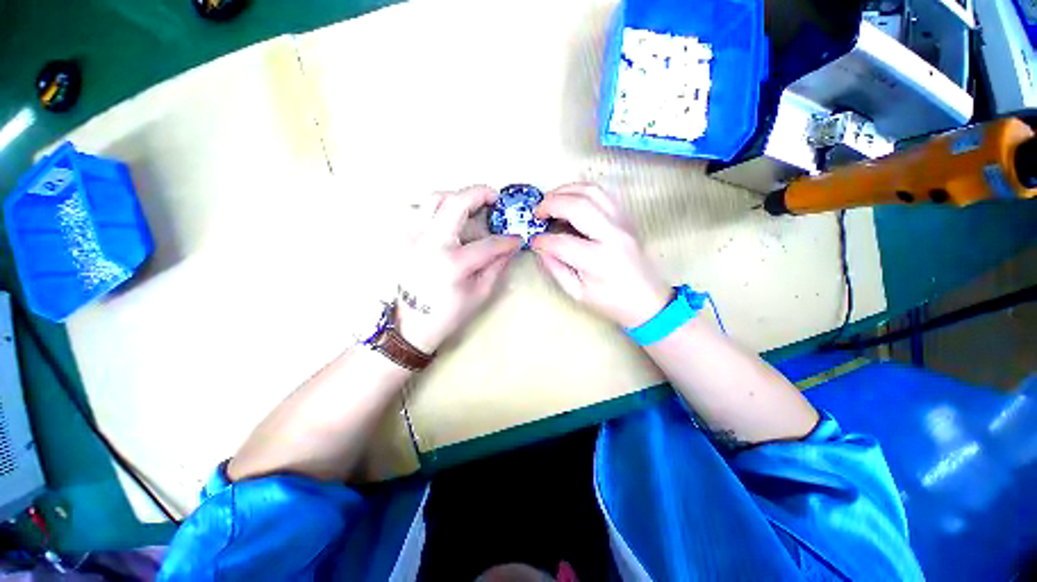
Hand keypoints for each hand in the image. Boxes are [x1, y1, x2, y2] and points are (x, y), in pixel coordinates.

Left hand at [395, 186, 522, 352]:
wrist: (412, 325)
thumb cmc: (449, 313)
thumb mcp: (480, 293)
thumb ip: (496, 265)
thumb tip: (509, 246)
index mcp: (453, 263)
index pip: (488, 243)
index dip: (507, 239)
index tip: (517, 238)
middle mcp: (430, 244)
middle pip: (456, 203)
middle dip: (480, 194)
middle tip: (493, 197)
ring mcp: (412, 238)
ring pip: (433, 199)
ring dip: (455, 197)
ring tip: (469, 207)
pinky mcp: (403, 239)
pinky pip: (417, 210)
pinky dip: (434, 207)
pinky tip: (446, 218)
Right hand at [530, 183, 670, 327]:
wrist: (648, 300)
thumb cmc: (611, 302)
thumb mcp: (577, 293)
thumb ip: (555, 268)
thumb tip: (540, 248)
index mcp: (598, 261)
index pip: (561, 242)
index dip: (542, 240)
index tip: (533, 242)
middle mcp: (612, 235)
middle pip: (577, 206)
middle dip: (550, 204)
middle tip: (537, 212)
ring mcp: (623, 223)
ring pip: (592, 191)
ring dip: (566, 190)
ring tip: (550, 200)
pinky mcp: (627, 218)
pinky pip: (603, 194)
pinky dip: (582, 191)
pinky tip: (570, 199)